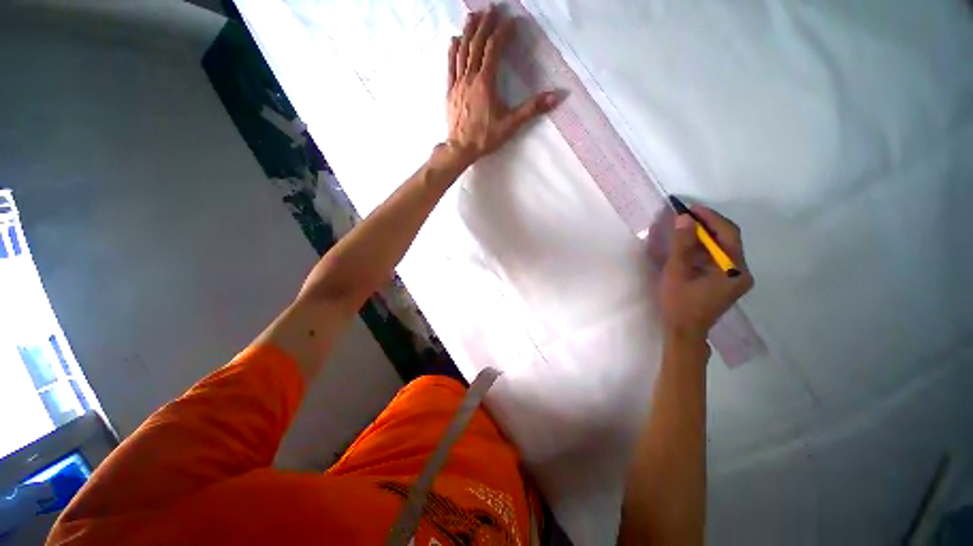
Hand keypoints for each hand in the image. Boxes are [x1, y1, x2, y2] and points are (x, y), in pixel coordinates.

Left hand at [445, 7, 560, 166]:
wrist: (460, 148)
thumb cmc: (485, 137)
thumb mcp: (511, 124)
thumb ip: (532, 109)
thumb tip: (556, 97)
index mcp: (486, 82)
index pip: (494, 49)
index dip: (503, 32)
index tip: (512, 21)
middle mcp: (470, 77)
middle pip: (477, 44)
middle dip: (485, 24)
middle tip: (492, 8)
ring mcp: (458, 83)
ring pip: (462, 50)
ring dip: (468, 31)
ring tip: (474, 15)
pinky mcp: (450, 91)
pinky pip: (450, 65)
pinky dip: (452, 50)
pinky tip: (454, 39)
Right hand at [658, 205, 753, 342]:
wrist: (684, 331)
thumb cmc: (680, 302)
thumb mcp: (678, 271)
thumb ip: (683, 244)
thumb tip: (684, 218)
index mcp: (735, 269)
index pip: (728, 234)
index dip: (710, 217)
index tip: (690, 208)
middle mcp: (742, 272)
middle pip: (728, 240)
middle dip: (708, 225)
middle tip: (686, 216)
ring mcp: (736, 278)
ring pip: (723, 249)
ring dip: (705, 237)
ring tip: (685, 228)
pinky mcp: (727, 283)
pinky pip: (719, 258)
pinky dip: (705, 249)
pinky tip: (690, 246)